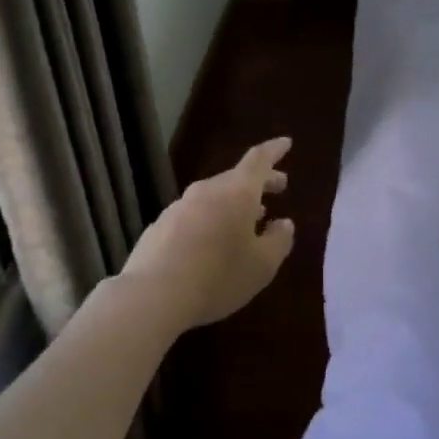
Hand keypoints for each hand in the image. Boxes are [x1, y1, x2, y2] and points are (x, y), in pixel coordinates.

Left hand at [119, 137, 294, 329]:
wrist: (153, 295)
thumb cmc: (218, 277)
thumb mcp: (262, 265)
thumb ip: (279, 241)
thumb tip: (283, 224)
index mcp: (236, 193)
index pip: (258, 160)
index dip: (274, 150)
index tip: (286, 143)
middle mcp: (207, 191)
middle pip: (236, 178)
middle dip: (260, 181)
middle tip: (279, 187)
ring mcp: (179, 207)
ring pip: (214, 196)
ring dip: (235, 202)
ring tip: (250, 218)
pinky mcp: (160, 226)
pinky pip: (195, 214)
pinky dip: (212, 219)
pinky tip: (214, 241)